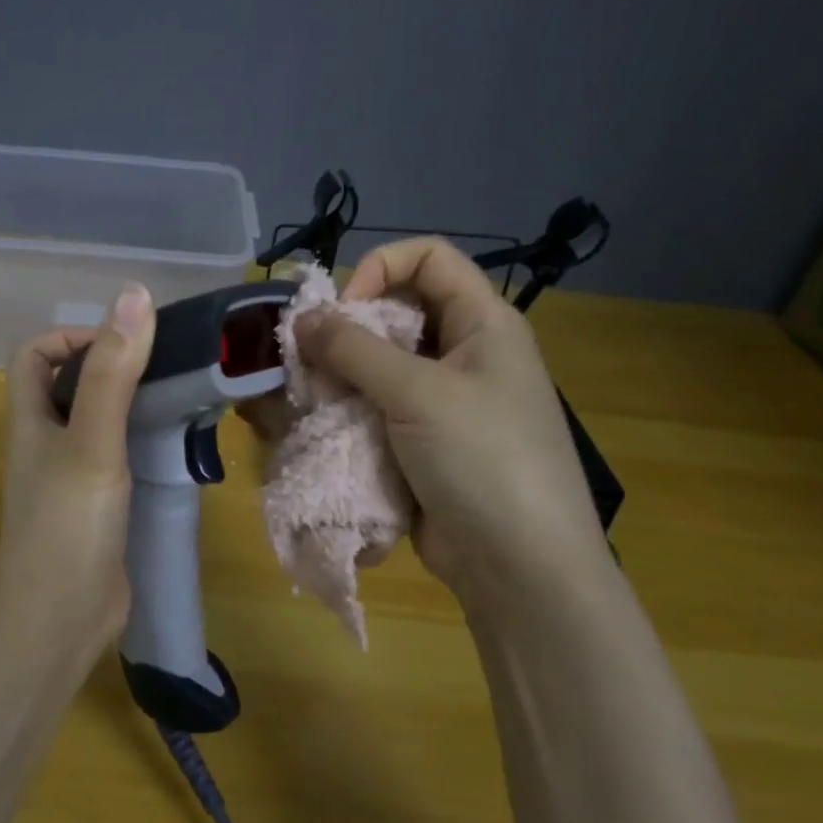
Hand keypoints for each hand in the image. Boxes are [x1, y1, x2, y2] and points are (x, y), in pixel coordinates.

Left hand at [0, 283, 156, 643]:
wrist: (59, 623)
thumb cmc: (67, 526)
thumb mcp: (92, 442)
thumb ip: (113, 373)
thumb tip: (134, 294)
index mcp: (30, 420)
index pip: (34, 354)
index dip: (72, 336)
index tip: (123, 343)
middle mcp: (46, 443)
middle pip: (71, 384)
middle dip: (114, 367)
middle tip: (168, 366)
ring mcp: (72, 478)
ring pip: (100, 423)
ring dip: (135, 405)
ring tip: (183, 398)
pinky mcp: (98, 508)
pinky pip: (120, 460)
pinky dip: (145, 445)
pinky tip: (180, 448)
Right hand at [295, 239, 612, 604]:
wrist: (520, 566)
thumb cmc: (482, 459)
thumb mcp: (418, 393)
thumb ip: (354, 349)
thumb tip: (303, 319)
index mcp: (484, 323)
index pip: (430, 257)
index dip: (382, 268)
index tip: (344, 310)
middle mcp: (466, 353)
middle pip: (399, 311)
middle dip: (350, 328)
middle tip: (312, 359)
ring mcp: (446, 402)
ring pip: (382, 365)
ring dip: (343, 376)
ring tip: (313, 397)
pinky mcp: (424, 443)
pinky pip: (379, 409)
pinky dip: (350, 412)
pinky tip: (325, 427)